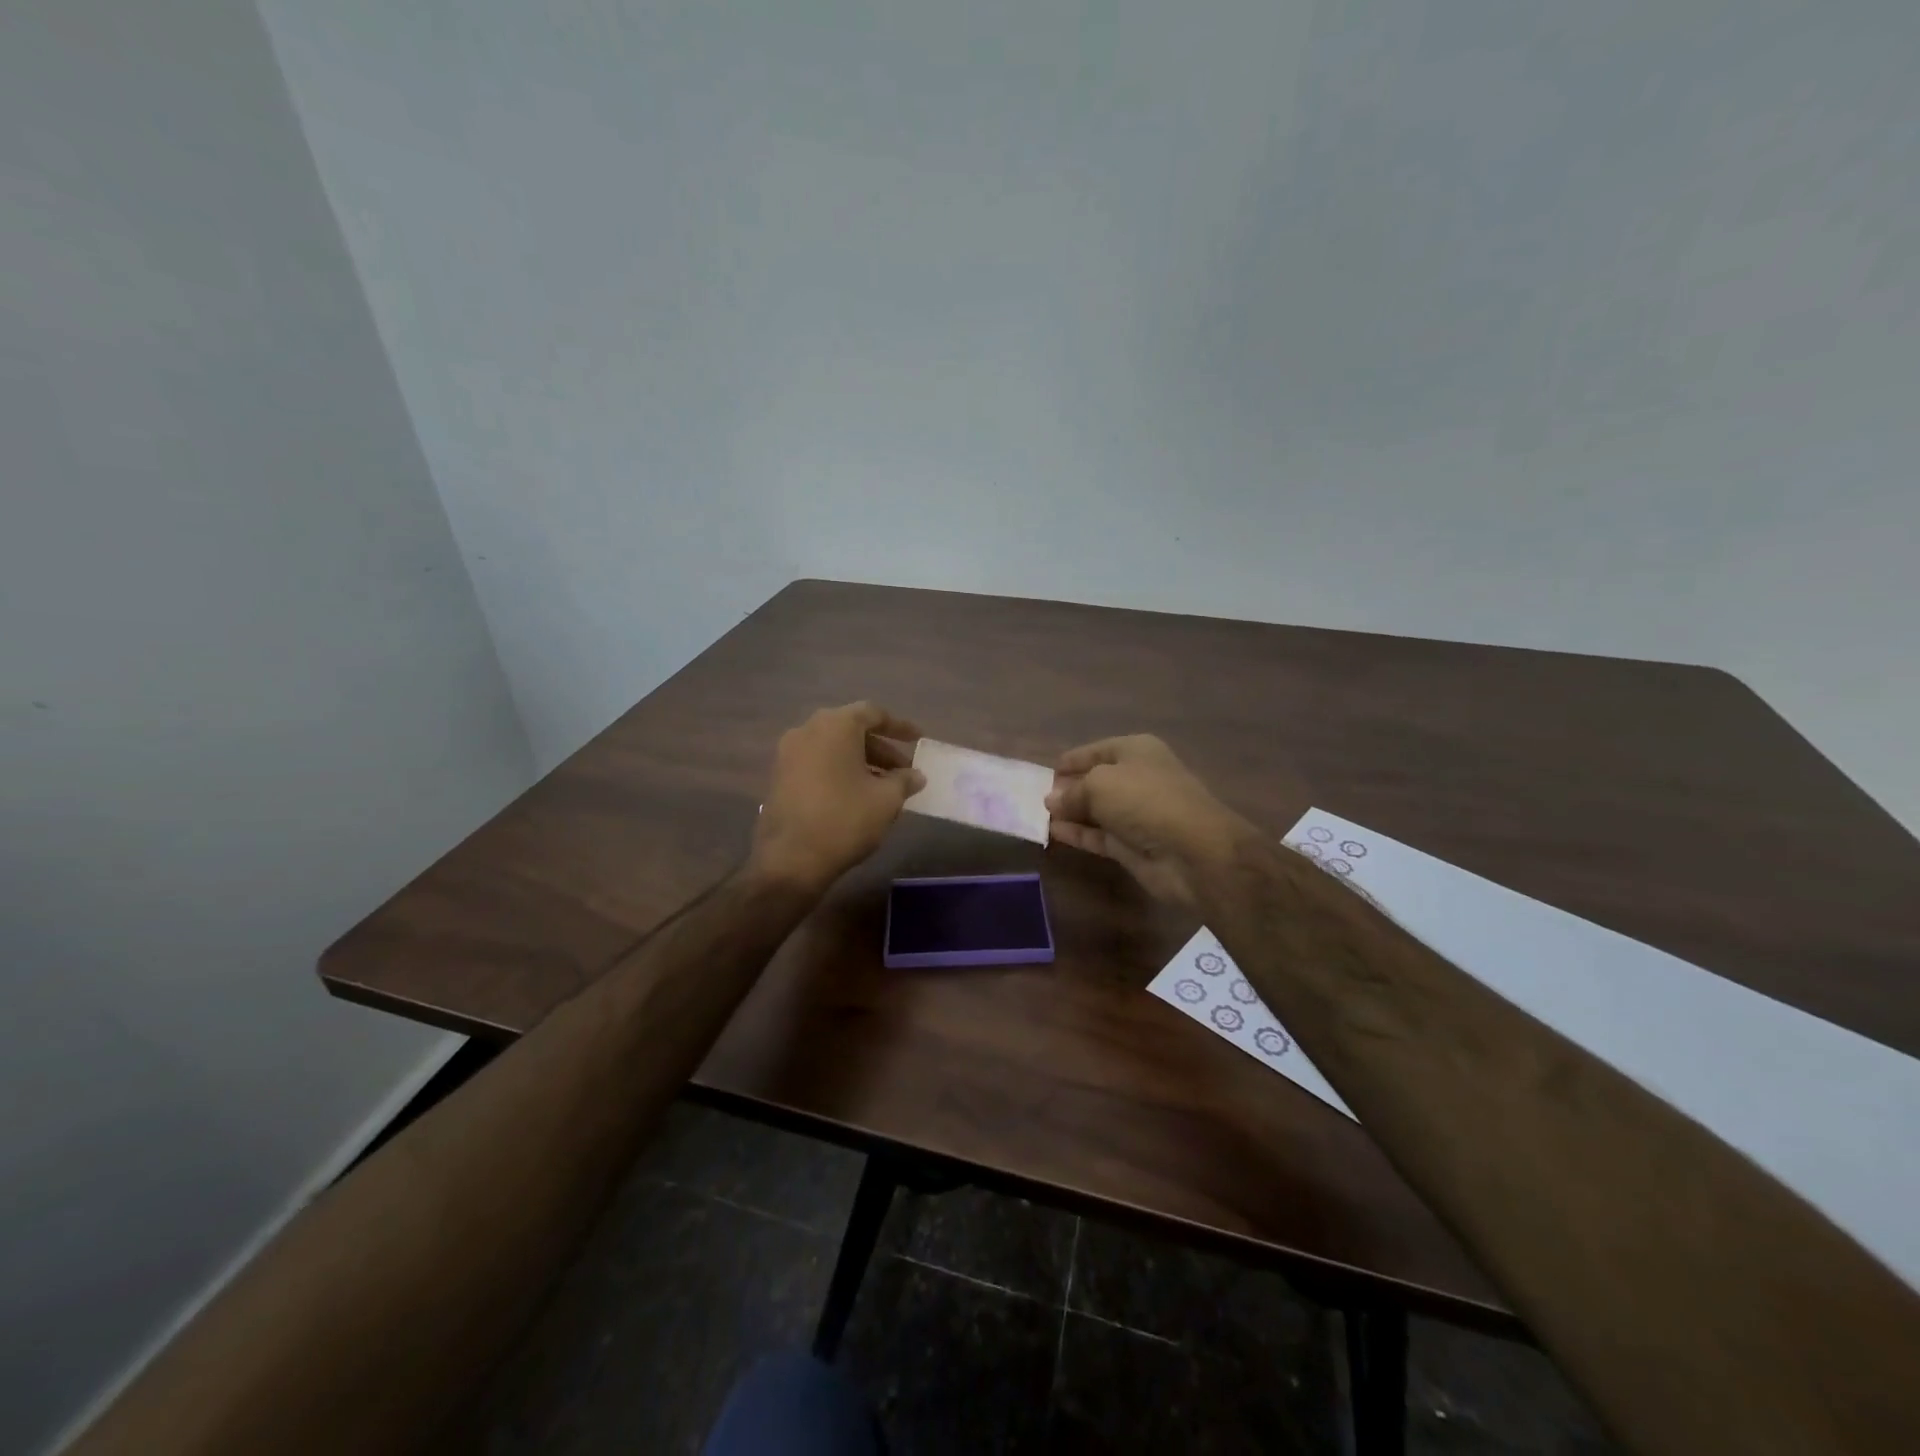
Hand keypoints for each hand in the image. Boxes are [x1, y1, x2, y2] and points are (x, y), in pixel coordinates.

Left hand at [750, 702, 925, 894]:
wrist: (790, 859)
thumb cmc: (845, 819)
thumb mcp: (886, 799)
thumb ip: (904, 781)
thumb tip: (915, 775)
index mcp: (835, 725)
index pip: (873, 714)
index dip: (899, 726)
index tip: (918, 740)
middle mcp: (808, 730)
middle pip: (851, 730)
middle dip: (881, 749)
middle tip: (904, 770)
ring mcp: (788, 754)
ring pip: (833, 748)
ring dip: (861, 762)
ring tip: (885, 787)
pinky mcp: (779, 777)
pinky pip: (817, 763)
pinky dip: (840, 772)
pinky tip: (857, 796)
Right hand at [1045, 735, 1259, 907]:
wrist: (1194, 852)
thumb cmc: (1146, 800)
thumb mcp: (1100, 784)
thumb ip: (1072, 792)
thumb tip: (1052, 801)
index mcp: (1136, 751)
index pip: (1096, 750)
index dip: (1071, 760)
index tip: (1045, 773)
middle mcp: (1137, 778)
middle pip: (1095, 780)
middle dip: (1068, 787)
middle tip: (1035, 797)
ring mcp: (1136, 814)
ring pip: (1095, 810)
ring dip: (1070, 812)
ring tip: (1037, 816)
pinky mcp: (1132, 845)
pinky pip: (1098, 835)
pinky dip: (1078, 833)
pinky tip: (1053, 832)